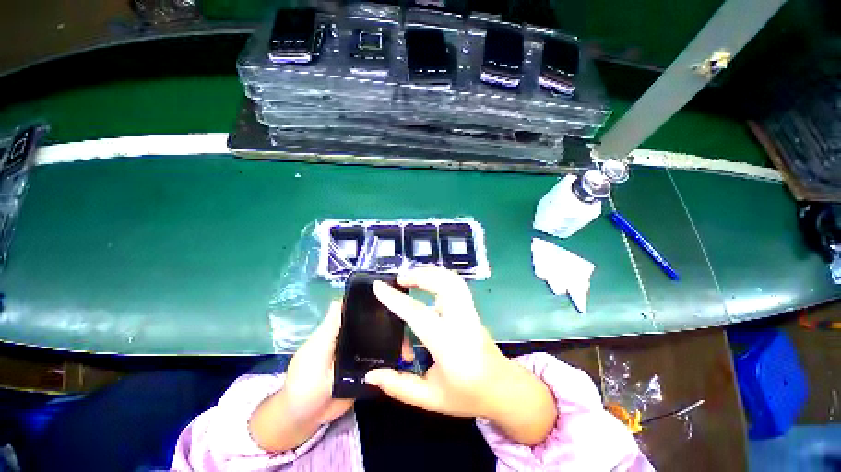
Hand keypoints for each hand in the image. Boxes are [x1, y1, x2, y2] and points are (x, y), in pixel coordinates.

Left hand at [250, 300, 414, 451]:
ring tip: (410, 350)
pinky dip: (393, 360)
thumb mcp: (314, 352)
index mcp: (342, 329)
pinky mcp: (368, 371)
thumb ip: (328, 329)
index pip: (361, 310)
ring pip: (383, 343)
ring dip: (396, 344)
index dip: (377, 304)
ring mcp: (363, 355)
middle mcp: (354, 338)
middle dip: (393, 325)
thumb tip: (338, 298)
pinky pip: (383, 362)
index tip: (396, 298)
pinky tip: (405, 361)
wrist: (305, 419)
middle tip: (413, 328)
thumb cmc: (304, 381)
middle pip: (377, 325)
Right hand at [365, 267, 556, 444]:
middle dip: (420, 275)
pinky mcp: (472, 308)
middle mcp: (461, 322)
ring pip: (453, 280)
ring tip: (412, 277)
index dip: (395, 299)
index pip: (417, 314)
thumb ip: (399, 386)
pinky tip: (427, 284)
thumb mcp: (430, 399)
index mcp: (448, 345)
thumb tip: (371, 374)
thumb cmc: (467, 395)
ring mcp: (470, 312)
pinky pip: (456, 284)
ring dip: (430, 273)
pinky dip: (439, 277)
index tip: (378, 286)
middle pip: (443, 284)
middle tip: (399, 279)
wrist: (503, 389)